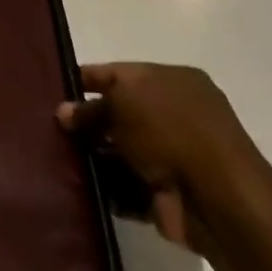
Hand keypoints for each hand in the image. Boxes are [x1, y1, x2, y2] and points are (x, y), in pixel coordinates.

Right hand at [57, 63, 270, 252]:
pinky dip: (109, 188)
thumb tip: (65, 112)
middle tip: (52, 130)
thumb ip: (91, 107)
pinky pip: (129, 186)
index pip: (120, 73)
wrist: (219, 198)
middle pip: (121, 113)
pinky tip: (81, 188)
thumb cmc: (171, 130)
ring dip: (95, 157)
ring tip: (60, 160)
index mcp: (173, 80)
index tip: (56, 87)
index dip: (88, 78)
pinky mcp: (170, 194)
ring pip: (123, 151)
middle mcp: (177, 114)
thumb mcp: (123, 102)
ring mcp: (175, 156)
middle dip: (89, 122)